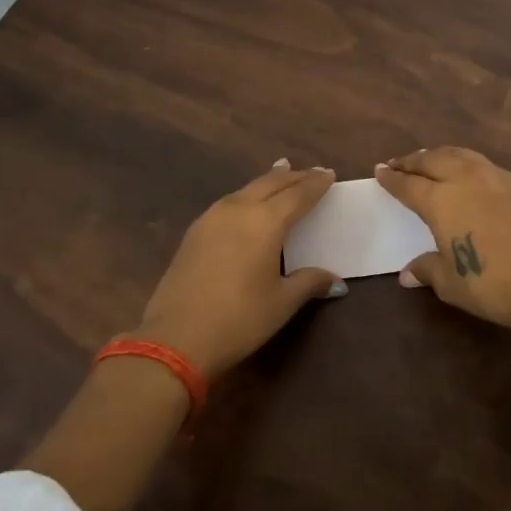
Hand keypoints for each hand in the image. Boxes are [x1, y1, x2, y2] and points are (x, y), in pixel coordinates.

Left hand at [130, 159, 345, 379]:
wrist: (176, 337)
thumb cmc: (239, 318)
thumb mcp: (282, 302)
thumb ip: (309, 283)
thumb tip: (334, 280)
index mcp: (265, 221)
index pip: (298, 195)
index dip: (316, 184)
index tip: (330, 174)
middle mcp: (238, 209)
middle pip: (270, 184)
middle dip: (293, 177)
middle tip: (311, 172)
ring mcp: (211, 219)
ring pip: (246, 189)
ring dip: (267, 182)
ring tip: (281, 174)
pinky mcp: (194, 233)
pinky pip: (228, 202)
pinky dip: (246, 196)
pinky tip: (247, 204)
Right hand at [373, 146, 510, 331]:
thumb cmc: (492, 284)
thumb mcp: (451, 283)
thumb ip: (427, 270)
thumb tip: (408, 273)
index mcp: (441, 200)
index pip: (408, 184)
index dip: (392, 178)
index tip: (380, 170)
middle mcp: (466, 180)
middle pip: (434, 160)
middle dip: (413, 160)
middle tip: (400, 163)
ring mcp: (497, 178)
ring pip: (462, 155)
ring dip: (442, 155)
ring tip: (432, 159)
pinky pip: (487, 166)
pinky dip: (469, 164)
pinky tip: (472, 175)